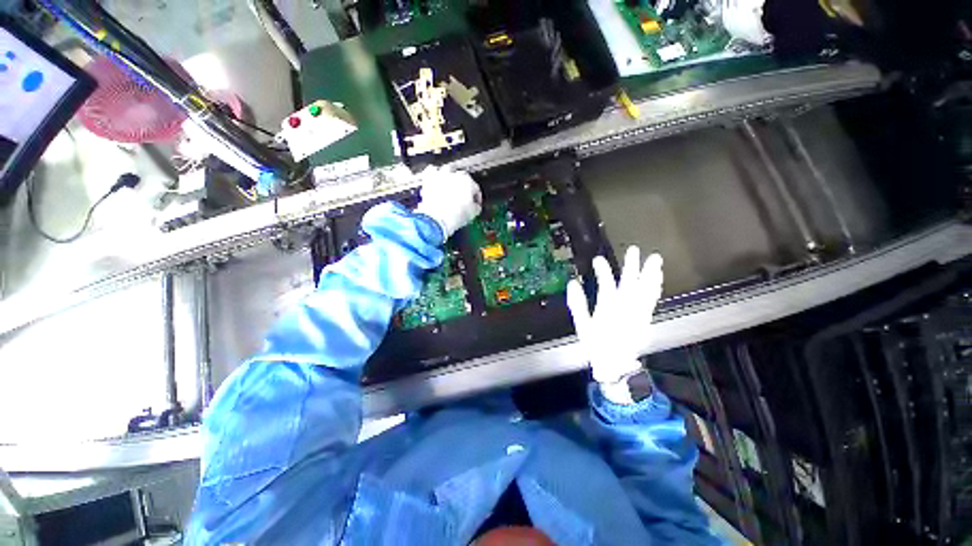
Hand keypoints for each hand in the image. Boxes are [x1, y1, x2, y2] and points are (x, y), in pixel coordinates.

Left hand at [414, 166, 481, 238]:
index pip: (476, 188)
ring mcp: (441, 176)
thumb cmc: (454, 216)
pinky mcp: (429, 179)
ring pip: (447, 170)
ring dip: (450, 176)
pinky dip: (434, 174)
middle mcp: (455, 175)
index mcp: (468, 183)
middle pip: (462, 177)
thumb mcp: (473, 214)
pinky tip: (435, 179)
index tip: (474, 203)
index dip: (476, 197)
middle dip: (463, 185)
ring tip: (449, 185)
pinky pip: (432, 170)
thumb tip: (475, 206)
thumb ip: (476, 207)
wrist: (437, 219)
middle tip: (462, 195)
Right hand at [566, 246, 663, 403]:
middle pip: (631, 283)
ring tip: (655, 259)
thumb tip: (572, 283)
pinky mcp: (646, 318)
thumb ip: (577, 303)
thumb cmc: (597, 345)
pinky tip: (657, 279)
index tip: (598, 259)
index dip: (603, 270)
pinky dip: (655, 287)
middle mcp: (626, 308)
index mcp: (609, 308)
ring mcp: (638, 312)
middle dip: (632, 265)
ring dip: (651, 273)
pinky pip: (653, 299)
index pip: (607, 284)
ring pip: (647, 289)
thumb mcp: (582, 325)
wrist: (615, 364)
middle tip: (633, 249)